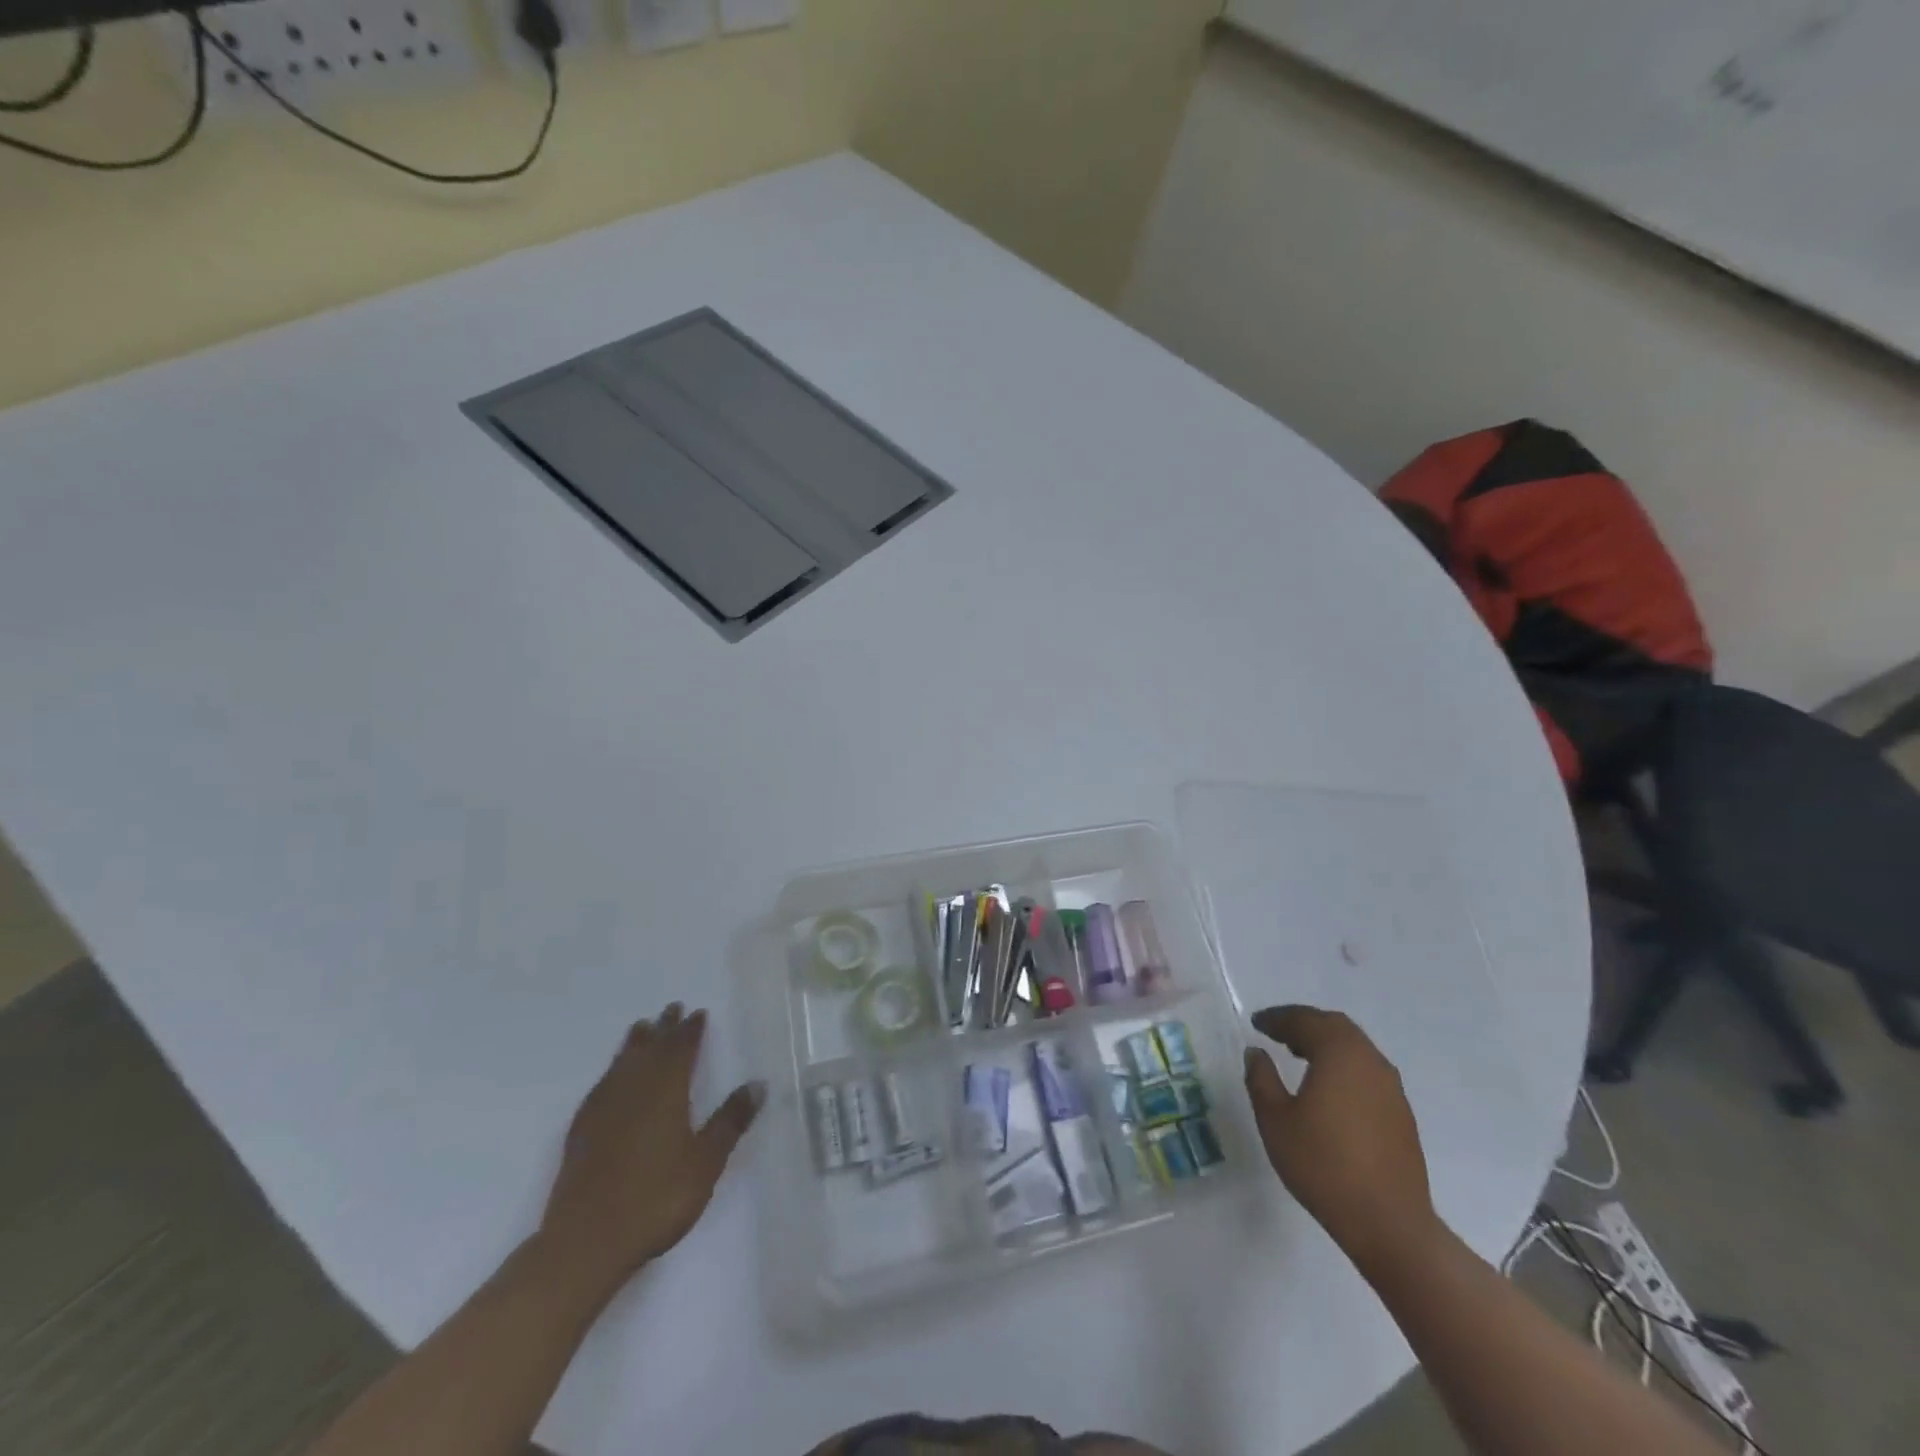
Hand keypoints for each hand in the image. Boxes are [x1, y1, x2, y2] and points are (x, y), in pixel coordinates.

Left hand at [539, 1003, 762, 1295]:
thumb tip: (757, 1084)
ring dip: (635, 1043)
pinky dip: (611, 1071)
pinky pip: (601, 1086)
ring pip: (622, 1063)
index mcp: (667, 1091)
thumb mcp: (705, 1162)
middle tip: (671, 1008)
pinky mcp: (581, 1132)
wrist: (586, 1241)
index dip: (690, 1031)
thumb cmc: (656, 1198)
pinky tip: (611, 1077)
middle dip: (664, 1028)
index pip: (681, 1050)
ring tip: (641, 1027)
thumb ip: (730, 1121)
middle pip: (651, 1049)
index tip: (697, 1013)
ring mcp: (604, 1109)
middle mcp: (634, 1090)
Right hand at [1243, 1005, 1437, 1269]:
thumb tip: (1256, 1052)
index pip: (1305, 1020)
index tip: (1256, 1023)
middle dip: (1304, 1024)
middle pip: (1335, 1026)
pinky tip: (1328, 1089)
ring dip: (1326, 1044)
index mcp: (1339, 1054)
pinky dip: (1343, 1066)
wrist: (1388, 1223)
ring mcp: (1391, 1088)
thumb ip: (1261, 1078)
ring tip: (1298, 1056)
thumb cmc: (1323, 1164)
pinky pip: (1367, 1072)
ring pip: (1355, 1048)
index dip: (1277, 1018)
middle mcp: (1370, 1061)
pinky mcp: (1401, 1114)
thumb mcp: (1275, 1119)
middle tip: (1277, 1034)